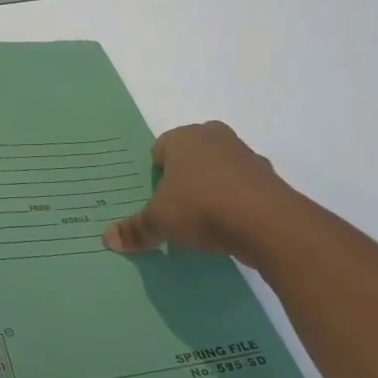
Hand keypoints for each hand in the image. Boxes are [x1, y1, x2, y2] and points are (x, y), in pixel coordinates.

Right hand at [102, 122, 305, 269]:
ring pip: (220, 169)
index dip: (156, 174)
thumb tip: (107, 239)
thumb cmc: (202, 208)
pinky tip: (231, 227)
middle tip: (177, 206)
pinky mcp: (270, 179)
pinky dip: (237, 202)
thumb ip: (135, 229)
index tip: (156, 198)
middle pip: (192, 155)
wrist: (268, 223)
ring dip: (213, 188)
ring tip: (205, 221)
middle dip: (185, 177)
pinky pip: (244, 188)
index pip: (160, 149)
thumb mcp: (159, 221)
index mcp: (184, 137)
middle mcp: (215, 138)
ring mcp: (246, 156)